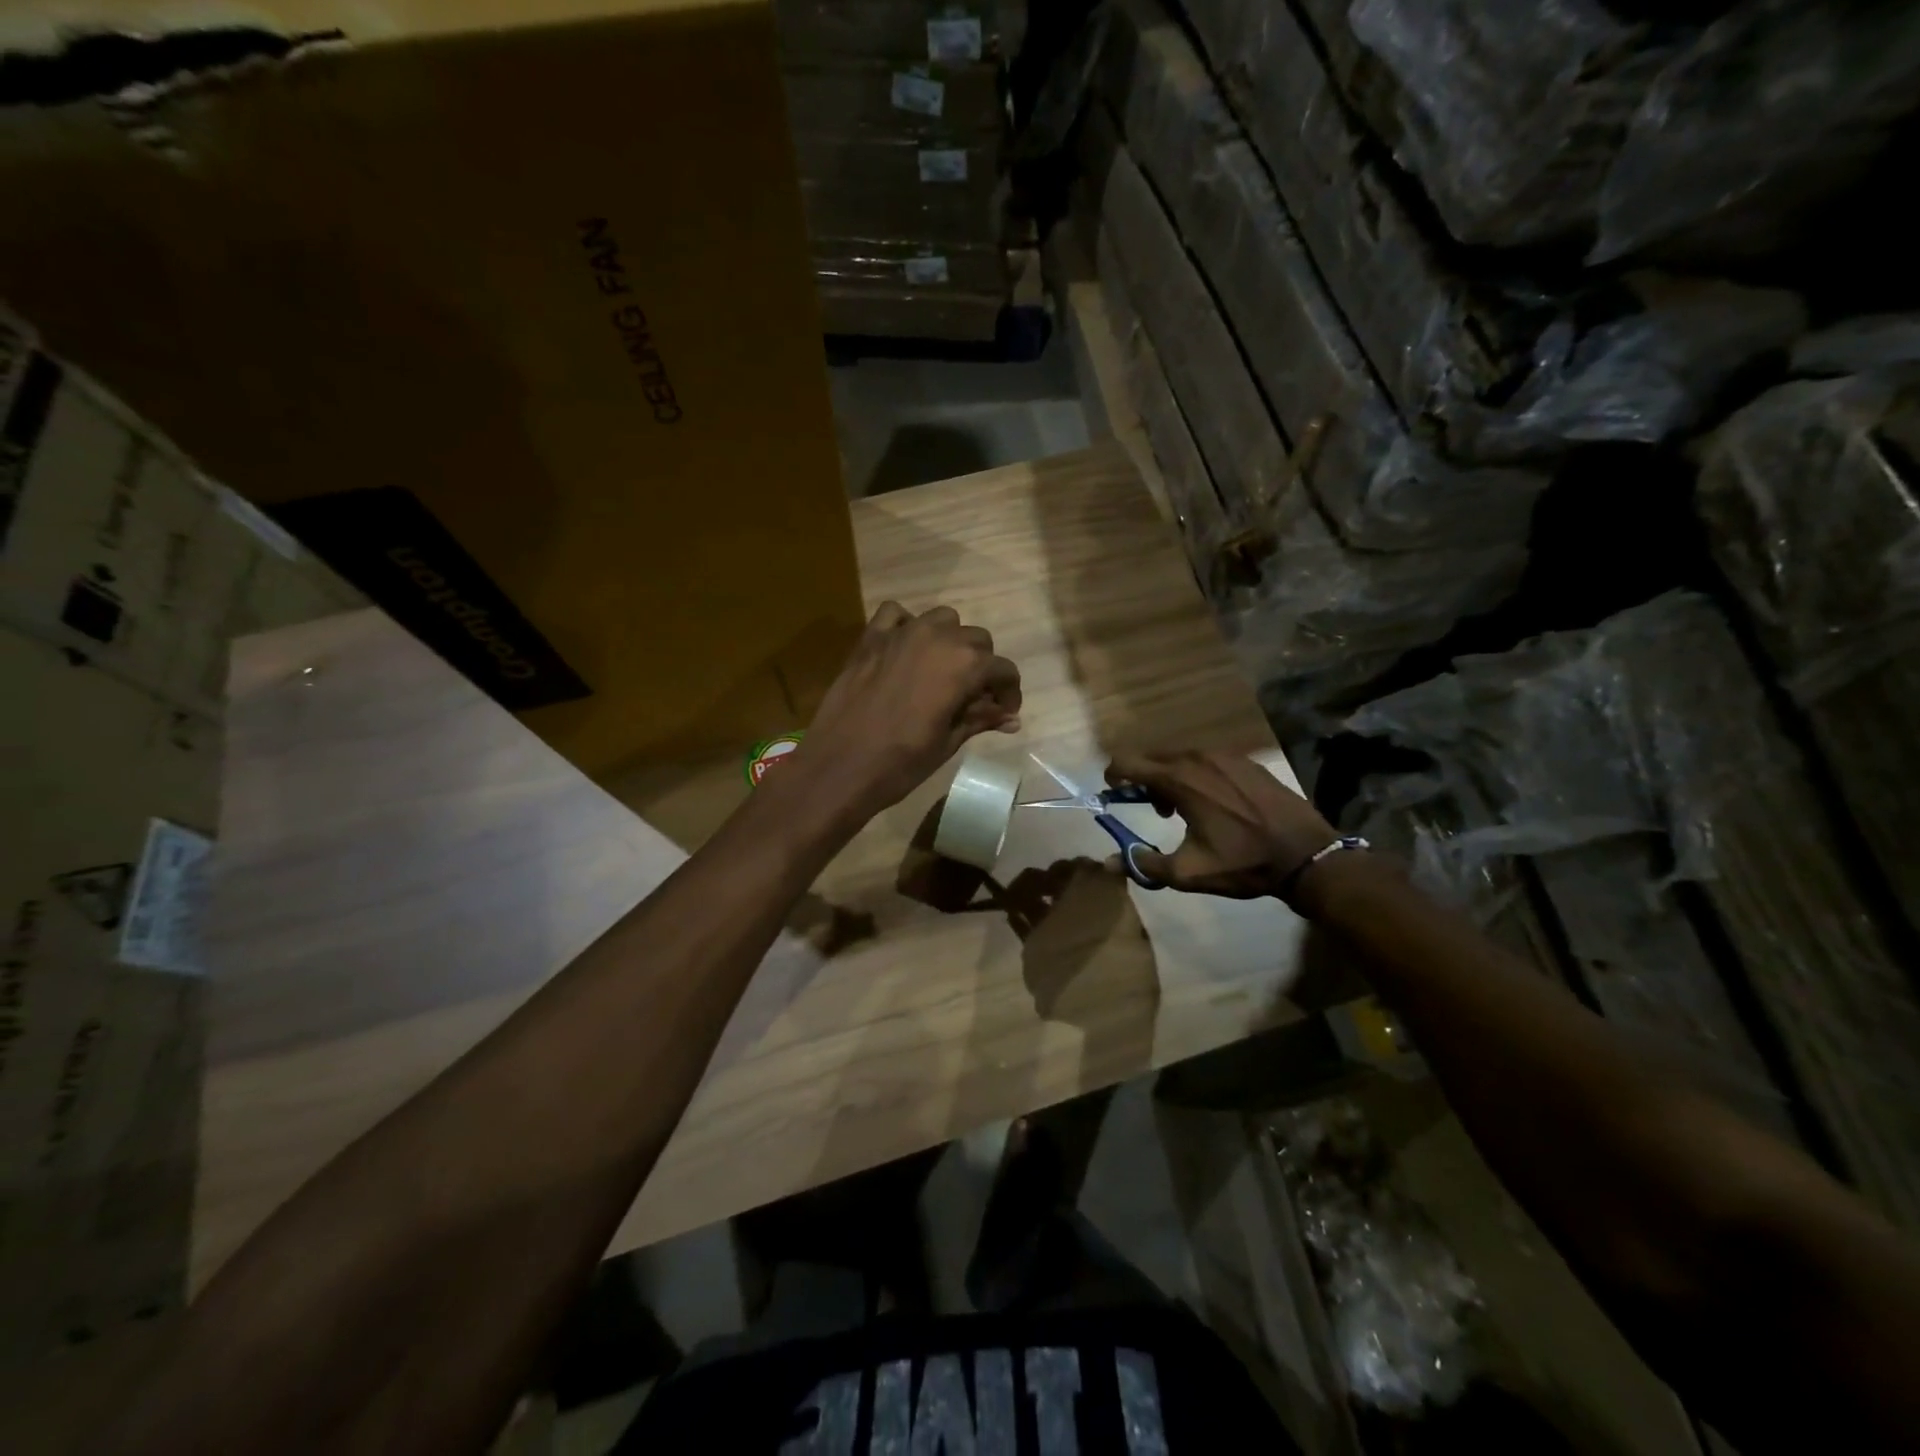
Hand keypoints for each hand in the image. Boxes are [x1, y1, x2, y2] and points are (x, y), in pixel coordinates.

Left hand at [792, 602, 1020, 821]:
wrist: (839, 767)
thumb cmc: (901, 762)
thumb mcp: (948, 742)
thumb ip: (980, 719)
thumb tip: (1011, 718)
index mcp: (965, 665)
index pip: (1003, 669)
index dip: (1009, 692)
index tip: (1003, 713)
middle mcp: (938, 637)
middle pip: (976, 640)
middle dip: (981, 667)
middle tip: (972, 698)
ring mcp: (901, 633)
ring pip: (942, 620)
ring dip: (949, 641)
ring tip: (940, 672)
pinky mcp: (870, 638)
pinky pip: (896, 614)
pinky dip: (906, 625)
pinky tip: (904, 650)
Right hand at [1105, 749, 1336, 902]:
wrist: (1306, 854)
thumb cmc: (1243, 862)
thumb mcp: (1188, 872)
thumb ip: (1144, 864)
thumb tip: (1108, 862)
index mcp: (1179, 779)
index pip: (1128, 762)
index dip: (1113, 775)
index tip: (1113, 792)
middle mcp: (1198, 757)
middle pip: (1153, 757)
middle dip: (1145, 780)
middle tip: (1155, 810)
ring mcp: (1226, 755)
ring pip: (1182, 757)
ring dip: (1172, 777)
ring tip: (1187, 809)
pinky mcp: (1247, 761)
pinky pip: (1208, 760)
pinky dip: (1198, 774)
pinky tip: (1216, 802)